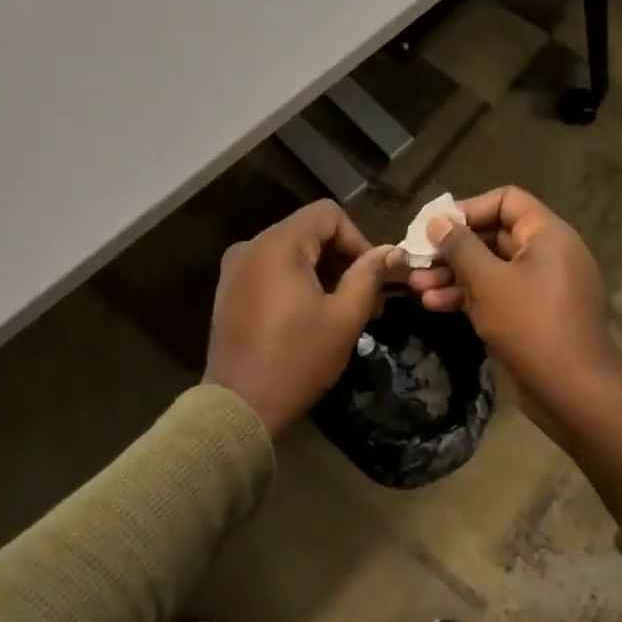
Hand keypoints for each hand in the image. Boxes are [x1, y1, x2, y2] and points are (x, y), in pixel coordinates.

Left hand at [204, 200, 402, 437]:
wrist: (238, 407)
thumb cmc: (296, 360)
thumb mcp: (344, 318)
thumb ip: (369, 276)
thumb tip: (393, 252)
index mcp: (278, 245)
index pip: (328, 214)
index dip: (358, 239)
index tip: (373, 277)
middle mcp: (251, 247)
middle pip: (309, 231)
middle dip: (342, 258)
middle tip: (366, 299)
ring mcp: (235, 269)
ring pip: (290, 251)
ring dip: (322, 271)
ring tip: (342, 310)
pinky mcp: (228, 291)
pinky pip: (270, 270)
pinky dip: (296, 281)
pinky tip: (310, 315)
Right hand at [406, 187, 621, 418]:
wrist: (572, 391)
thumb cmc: (530, 325)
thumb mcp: (488, 281)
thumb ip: (460, 247)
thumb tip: (438, 221)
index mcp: (547, 234)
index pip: (506, 200)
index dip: (468, 209)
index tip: (435, 228)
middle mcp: (547, 253)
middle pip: (493, 235)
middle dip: (452, 248)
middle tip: (417, 260)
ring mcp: (540, 286)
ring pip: (490, 268)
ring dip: (453, 275)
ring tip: (417, 288)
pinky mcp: (532, 314)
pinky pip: (497, 293)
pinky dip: (468, 296)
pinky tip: (435, 306)